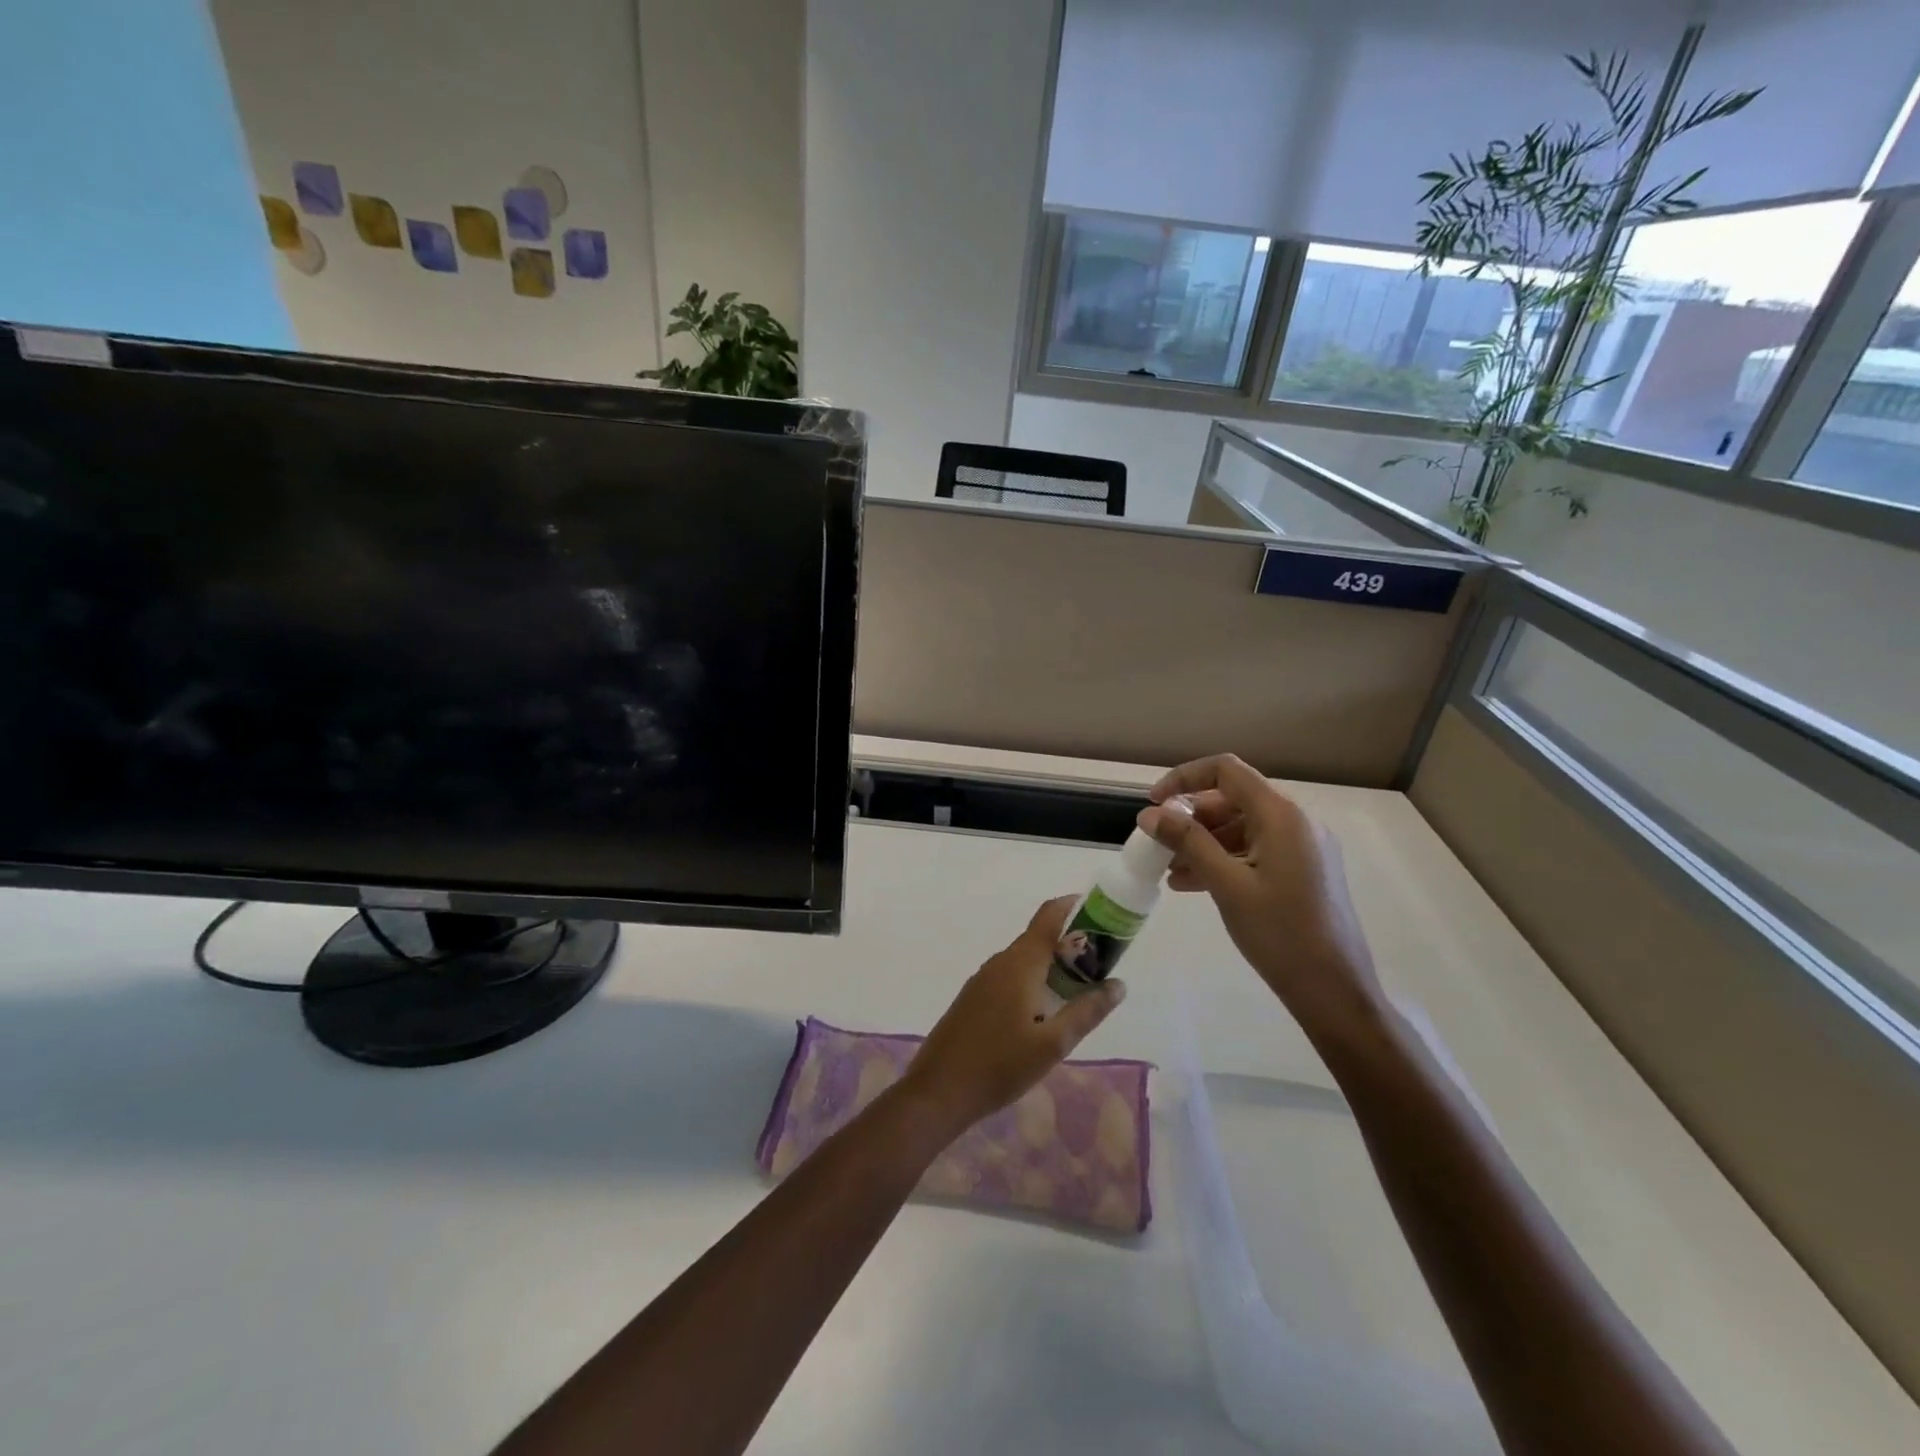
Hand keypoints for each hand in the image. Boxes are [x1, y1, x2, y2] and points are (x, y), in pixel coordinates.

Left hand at [902, 897, 1125, 1135]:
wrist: (938, 1091)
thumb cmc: (1000, 1066)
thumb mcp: (1053, 1044)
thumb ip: (1087, 1011)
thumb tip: (1119, 984)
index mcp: (1020, 963)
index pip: (1049, 916)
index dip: (1074, 907)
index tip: (1101, 915)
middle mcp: (1000, 962)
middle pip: (1038, 938)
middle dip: (1070, 945)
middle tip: (1100, 966)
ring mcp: (982, 979)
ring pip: (1024, 960)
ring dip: (1051, 966)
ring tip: (1078, 990)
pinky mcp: (973, 998)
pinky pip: (1009, 976)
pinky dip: (1032, 981)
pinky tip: (1042, 1012)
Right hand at [1137, 754, 1386, 1050]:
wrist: (1335, 991)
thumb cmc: (1279, 933)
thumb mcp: (1226, 884)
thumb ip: (1187, 842)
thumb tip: (1150, 814)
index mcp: (1281, 815)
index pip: (1226, 770)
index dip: (1185, 779)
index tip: (1154, 804)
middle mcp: (1296, 822)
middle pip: (1233, 799)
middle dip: (1191, 817)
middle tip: (1159, 843)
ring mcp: (1303, 848)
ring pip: (1242, 827)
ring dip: (1203, 842)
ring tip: (1169, 870)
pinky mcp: (1304, 872)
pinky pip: (1256, 851)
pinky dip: (1223, 859)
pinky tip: (1192, 883)